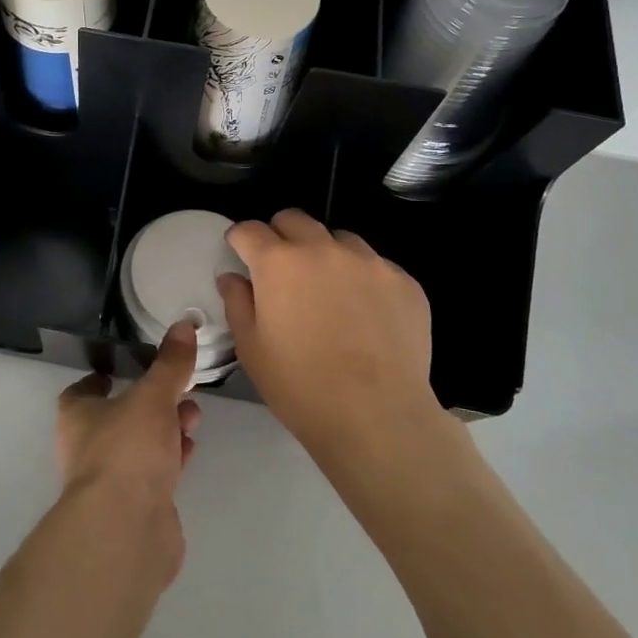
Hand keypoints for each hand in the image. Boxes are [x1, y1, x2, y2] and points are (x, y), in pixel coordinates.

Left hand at [57, 322, 202, 584]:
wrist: (126, 530)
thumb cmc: (128, 449)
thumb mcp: (153, 396)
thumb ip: (170, 364)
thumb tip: (183, 324)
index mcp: (78, 416)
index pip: (83, 390)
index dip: (102, 378)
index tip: (126, 367)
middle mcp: (88, 447)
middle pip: (119, 416)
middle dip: (151, 402)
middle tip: (180, 390)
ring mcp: (111, 480)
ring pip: (139, 445)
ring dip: (166, 429)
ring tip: (193, 416)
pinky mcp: (135, 507)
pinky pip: (154, 473)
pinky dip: (172, 459)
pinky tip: (190, 450)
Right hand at [218, 209, 435, 454]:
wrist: (377, 418)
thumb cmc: (301, 386)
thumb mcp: (251, 348)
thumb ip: (237, 303)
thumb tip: (234, 278)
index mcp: (279, 262)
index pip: (249, 229)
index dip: (240, 241)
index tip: (241, 256)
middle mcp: (323, 249)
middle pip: (294, 219)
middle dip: (281, 236)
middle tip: (282, 271)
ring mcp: (369, 262)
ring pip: (339, 239)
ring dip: (325, 254)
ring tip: (329, 292)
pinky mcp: (404, 281)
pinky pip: (376, 266)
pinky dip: (363, 279)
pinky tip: (366, 315)